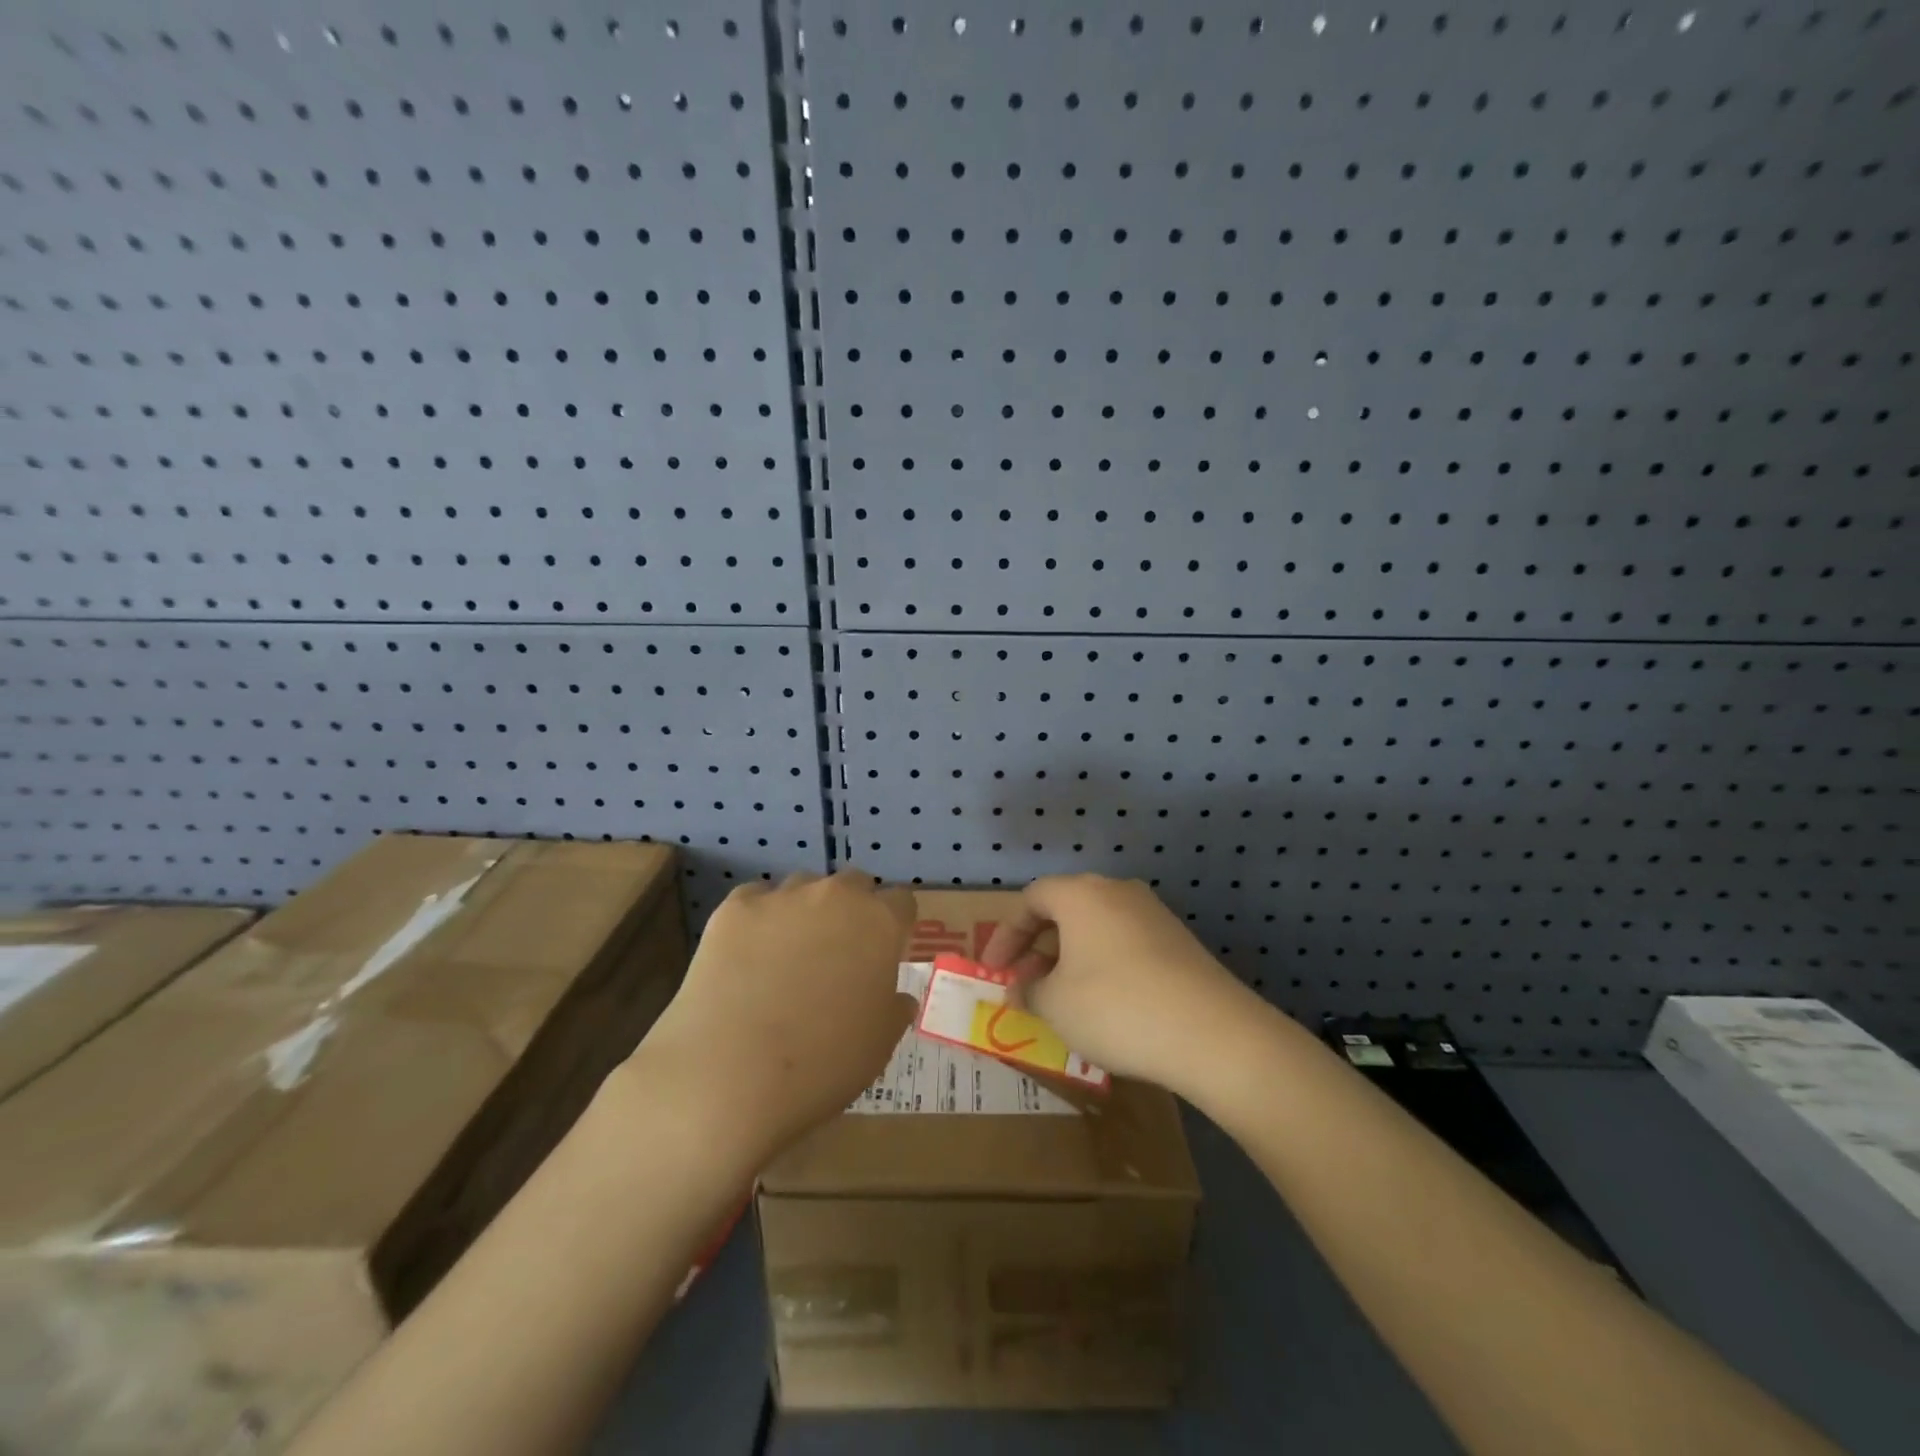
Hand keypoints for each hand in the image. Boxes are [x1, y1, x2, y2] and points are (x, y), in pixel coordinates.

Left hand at [632, 869, 915, 1167]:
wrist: (730, 1074)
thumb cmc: (822, 1064)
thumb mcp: (880, 1044)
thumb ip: (894, 1008)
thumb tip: (896, 997)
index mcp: (879, 923)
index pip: (902, 902)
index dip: (895, 926)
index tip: (884, 954)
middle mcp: (835, 896)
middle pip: (853, 884)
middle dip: (852, 910)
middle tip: (838, 954)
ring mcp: (781, 898)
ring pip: (803, 887)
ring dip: (805, 910)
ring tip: (788, 954)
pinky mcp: (733, 909)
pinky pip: (755, 899)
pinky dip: (759, 918)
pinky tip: (748, 955)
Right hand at [980, 875, 1257, 1095]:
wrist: (1212, 1032)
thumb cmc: (1115, 1007)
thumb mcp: (1055, 1004)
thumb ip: (1028, 990)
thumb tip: (1022, 987)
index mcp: (1081, 894)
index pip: (1031, 899)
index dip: (1005, 934)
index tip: (993, 970)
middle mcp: (1117, 892)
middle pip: (1065, 910)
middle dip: (1038, 948)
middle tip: (1025, 985)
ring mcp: (1153, 914)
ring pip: (1096, 928)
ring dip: (1070, 959)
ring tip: (1060, 1000)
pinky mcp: (1178, 941)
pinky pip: (1124, 944)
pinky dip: (1102, 966)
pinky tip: (1103, 1006)